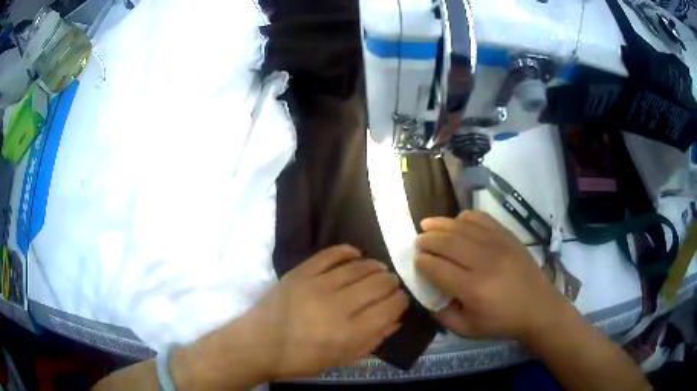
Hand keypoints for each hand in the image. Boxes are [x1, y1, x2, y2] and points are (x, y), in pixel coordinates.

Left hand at [239, 245, 407, 378]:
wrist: (258, 344)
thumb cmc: (301, 359)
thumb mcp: (341, 360)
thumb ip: (371, 341)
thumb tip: (396, 321)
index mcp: (349, 333)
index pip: (389, 308)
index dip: (401, 301)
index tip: (401, 300)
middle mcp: (337, 306)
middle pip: (377, 284)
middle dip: (391, 283)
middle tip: (391, 284)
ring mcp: (316, 285)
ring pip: (358, 267)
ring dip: (375, 266)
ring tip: (379, 269)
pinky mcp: (300, 272)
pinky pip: (329, 255)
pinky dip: (347, 251)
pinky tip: (356, 253)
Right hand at [414, 211, 567, 344]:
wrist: (538, 307)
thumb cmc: (501, 322)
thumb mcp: (466, 330)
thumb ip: (442, 314)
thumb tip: (427, 292)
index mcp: (473, 289)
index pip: (437, 268)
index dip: (422, 262)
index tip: (416, 261)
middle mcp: (484, 262)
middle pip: (447, 242)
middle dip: (427, 240)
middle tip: (418, 241)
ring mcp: (498, 244)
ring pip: (462, 226)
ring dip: (441, 224)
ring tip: (427, 225)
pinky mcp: (507, 236)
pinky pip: (481, 218)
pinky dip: (464, 217)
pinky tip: (457, 222)